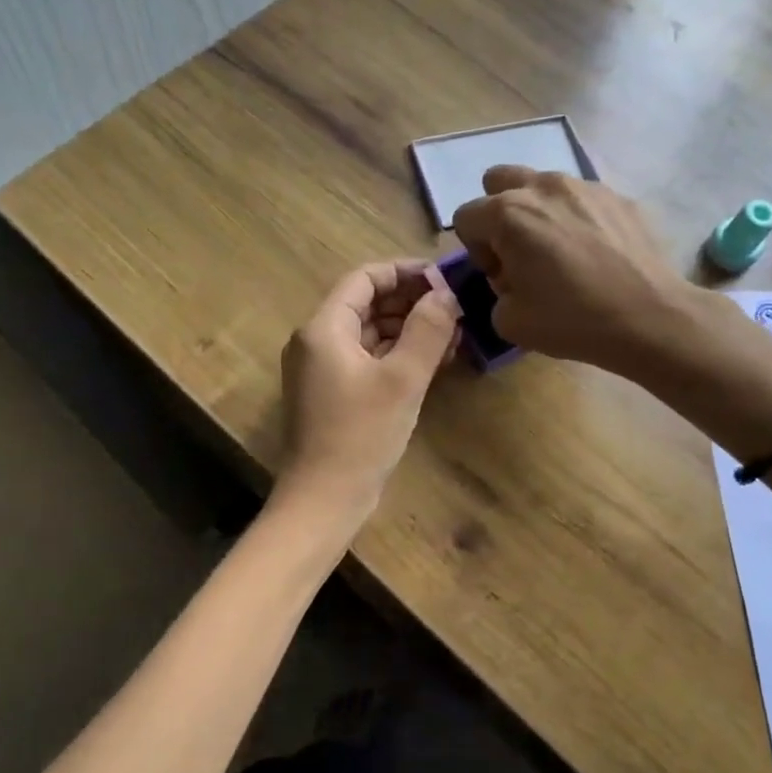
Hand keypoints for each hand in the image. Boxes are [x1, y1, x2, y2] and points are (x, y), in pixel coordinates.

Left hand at [278, 261, 459, 513]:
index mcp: (324, 328)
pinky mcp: (331, 393)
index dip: (405, 272)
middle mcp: (316, 341)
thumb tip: (446, 294)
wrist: (324, 500)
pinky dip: (396, 355)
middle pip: (366, 304)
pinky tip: (431, 362)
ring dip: (408, 329)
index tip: (445, 279)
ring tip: (452, 336)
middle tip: (455, 310)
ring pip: (369, 333)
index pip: (365, 278)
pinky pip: (366, 358)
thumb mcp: (402, 379)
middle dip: (411, 302)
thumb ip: (427, 330)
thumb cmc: (361, 435)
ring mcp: (321, 369)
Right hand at [452, 166, 688, 370]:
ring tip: (561, 251)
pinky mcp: (619, 196)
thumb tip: (511, 279)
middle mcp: (543, 187)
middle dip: (499, 212)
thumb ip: (496, 293)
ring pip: (544, 185)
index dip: (476, 250)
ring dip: (539, 211)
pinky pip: (582, 199)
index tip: (501, 277)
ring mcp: (586, 186)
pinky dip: (577, 218)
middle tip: (519, 250)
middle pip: (499, 179)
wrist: (649, 317)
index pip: (466, 217)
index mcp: (509, 213)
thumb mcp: (509, 322)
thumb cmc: (572, 320)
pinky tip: (595, 253)